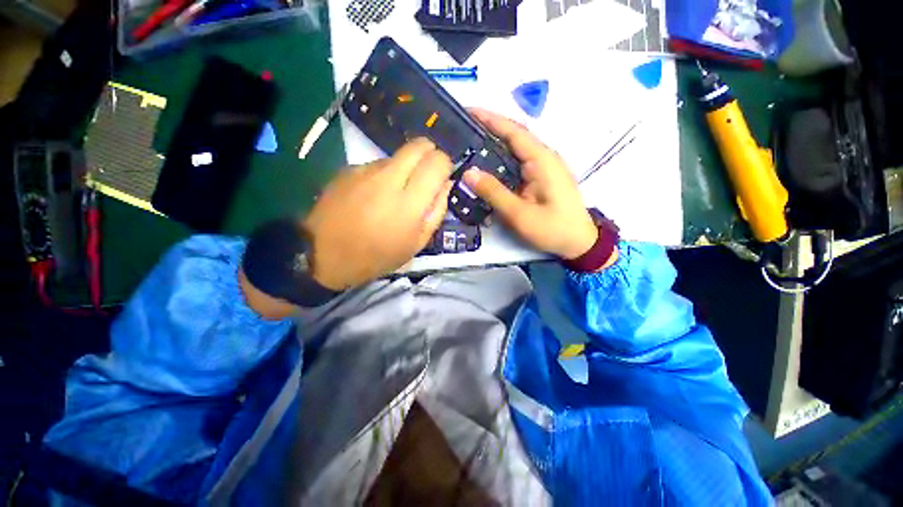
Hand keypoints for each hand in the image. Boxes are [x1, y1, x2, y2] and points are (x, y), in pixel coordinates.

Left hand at [303, 138, 452, 290]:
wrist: (324, 255)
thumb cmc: (377, 256)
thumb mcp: (416, 244)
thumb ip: (436, 211)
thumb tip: (445, 184)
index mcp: (409, 203)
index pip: (437, 162)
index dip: (445, 165)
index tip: (442, 178)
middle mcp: (388, 179)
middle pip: (419, 145)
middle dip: (430, 154)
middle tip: (427, 176)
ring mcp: (365, 171)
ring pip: (398, 154)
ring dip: (406, 167)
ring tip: (395, 193)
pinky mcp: (349, 169)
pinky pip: (377, 163)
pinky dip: (384, 174)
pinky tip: (374, 195)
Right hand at [463, 108, 598, 259]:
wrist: (579, 242)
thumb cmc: (552, 228)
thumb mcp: (520, 214)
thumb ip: (494, 192)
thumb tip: (469, 173)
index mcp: (541, 160)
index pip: (513, 131)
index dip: (490, 119)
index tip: (468, 111)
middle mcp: (544, 157)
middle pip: (513, 137)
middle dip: (488, 129)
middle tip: (462, 131)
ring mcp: (544, 166)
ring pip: (515, 149)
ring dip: (494, 144)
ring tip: (469, 145)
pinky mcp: (542, 176)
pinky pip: (518, 162)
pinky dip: (502, 159)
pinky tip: (488, 165)